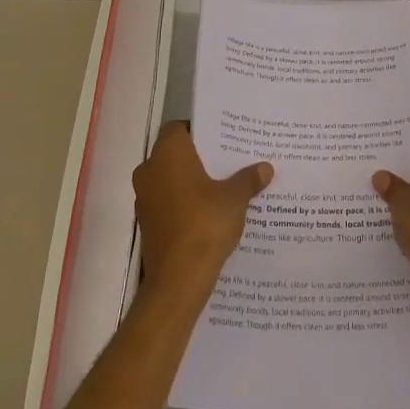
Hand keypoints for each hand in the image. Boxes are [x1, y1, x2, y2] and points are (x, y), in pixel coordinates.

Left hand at [133, 122, 272, 298]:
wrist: (177, 280)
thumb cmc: (204, 224)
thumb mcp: (235, 199)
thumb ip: (248, 180)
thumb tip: (265, 168)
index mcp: (168, 153)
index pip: (179, 127)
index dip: (199, 130)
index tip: (221, 138)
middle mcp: (150, 170)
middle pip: (174, 153)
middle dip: (198, 157)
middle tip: (227, 159)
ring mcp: (144, 198)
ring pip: (169, 179)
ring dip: (190, 182)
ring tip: (222, 186)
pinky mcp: (147, 223)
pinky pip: (167, 202)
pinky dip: (183, 203)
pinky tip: (208, 213)